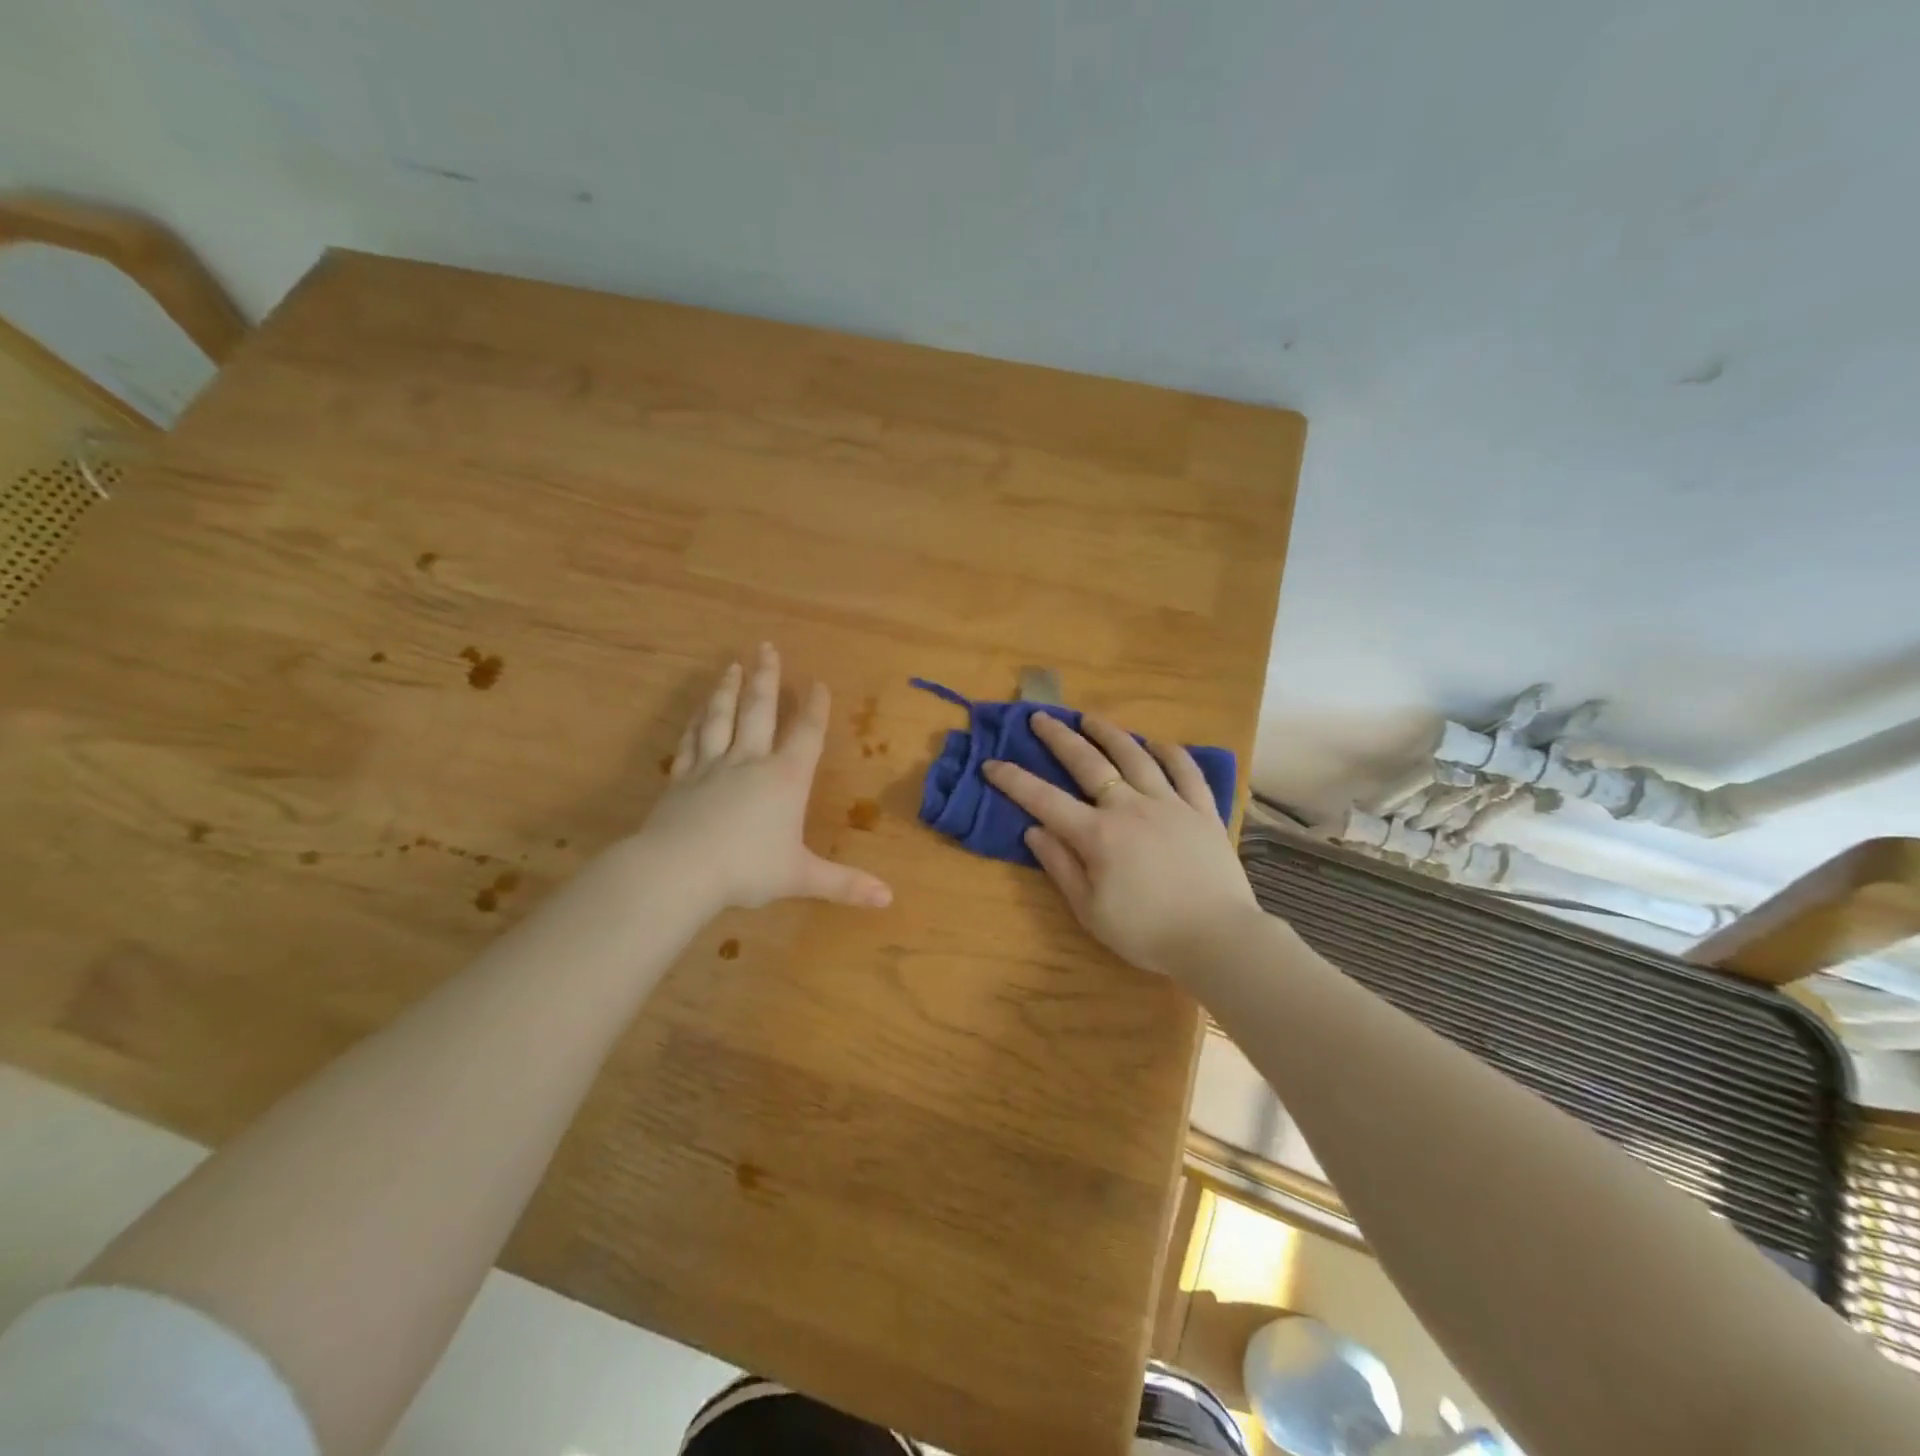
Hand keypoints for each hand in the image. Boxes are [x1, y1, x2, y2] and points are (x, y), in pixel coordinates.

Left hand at [634, 645, 892, 913]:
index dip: (815, 708)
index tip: (819, 683)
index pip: (806, 734)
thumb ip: (844, 884)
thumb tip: (888, 899)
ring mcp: (712, 766)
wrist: (678, 870)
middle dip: (768, 679)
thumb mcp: (801, 877)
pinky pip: (691, 742)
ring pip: (721, 718)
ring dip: (728, 690)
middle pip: (760, 710)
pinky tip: (696, 712)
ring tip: (732, 666)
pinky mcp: (681, 779)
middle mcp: (750, 762)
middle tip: (768, 647)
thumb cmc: (747, 869)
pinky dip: (695, 723)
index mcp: (785, 779)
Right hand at [983, 714, 1256, 977]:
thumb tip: (1034, 830)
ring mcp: (1170, 804)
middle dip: (1059, 738)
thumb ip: (1060, 866)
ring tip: (1090, 718)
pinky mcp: (1202, 810)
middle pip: (1089, 763)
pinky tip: (1158, 743)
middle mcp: (1130, 807)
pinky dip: (1170, 753)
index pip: (1045, 800)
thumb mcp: (1090, 910)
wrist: (1218, 939)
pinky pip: (1186, 771)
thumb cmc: (1147, 932)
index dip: (1014, 780)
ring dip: (1109, 734)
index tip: (991, 763)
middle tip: (1040, 717)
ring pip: (1136, 756)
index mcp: (1098, 835)